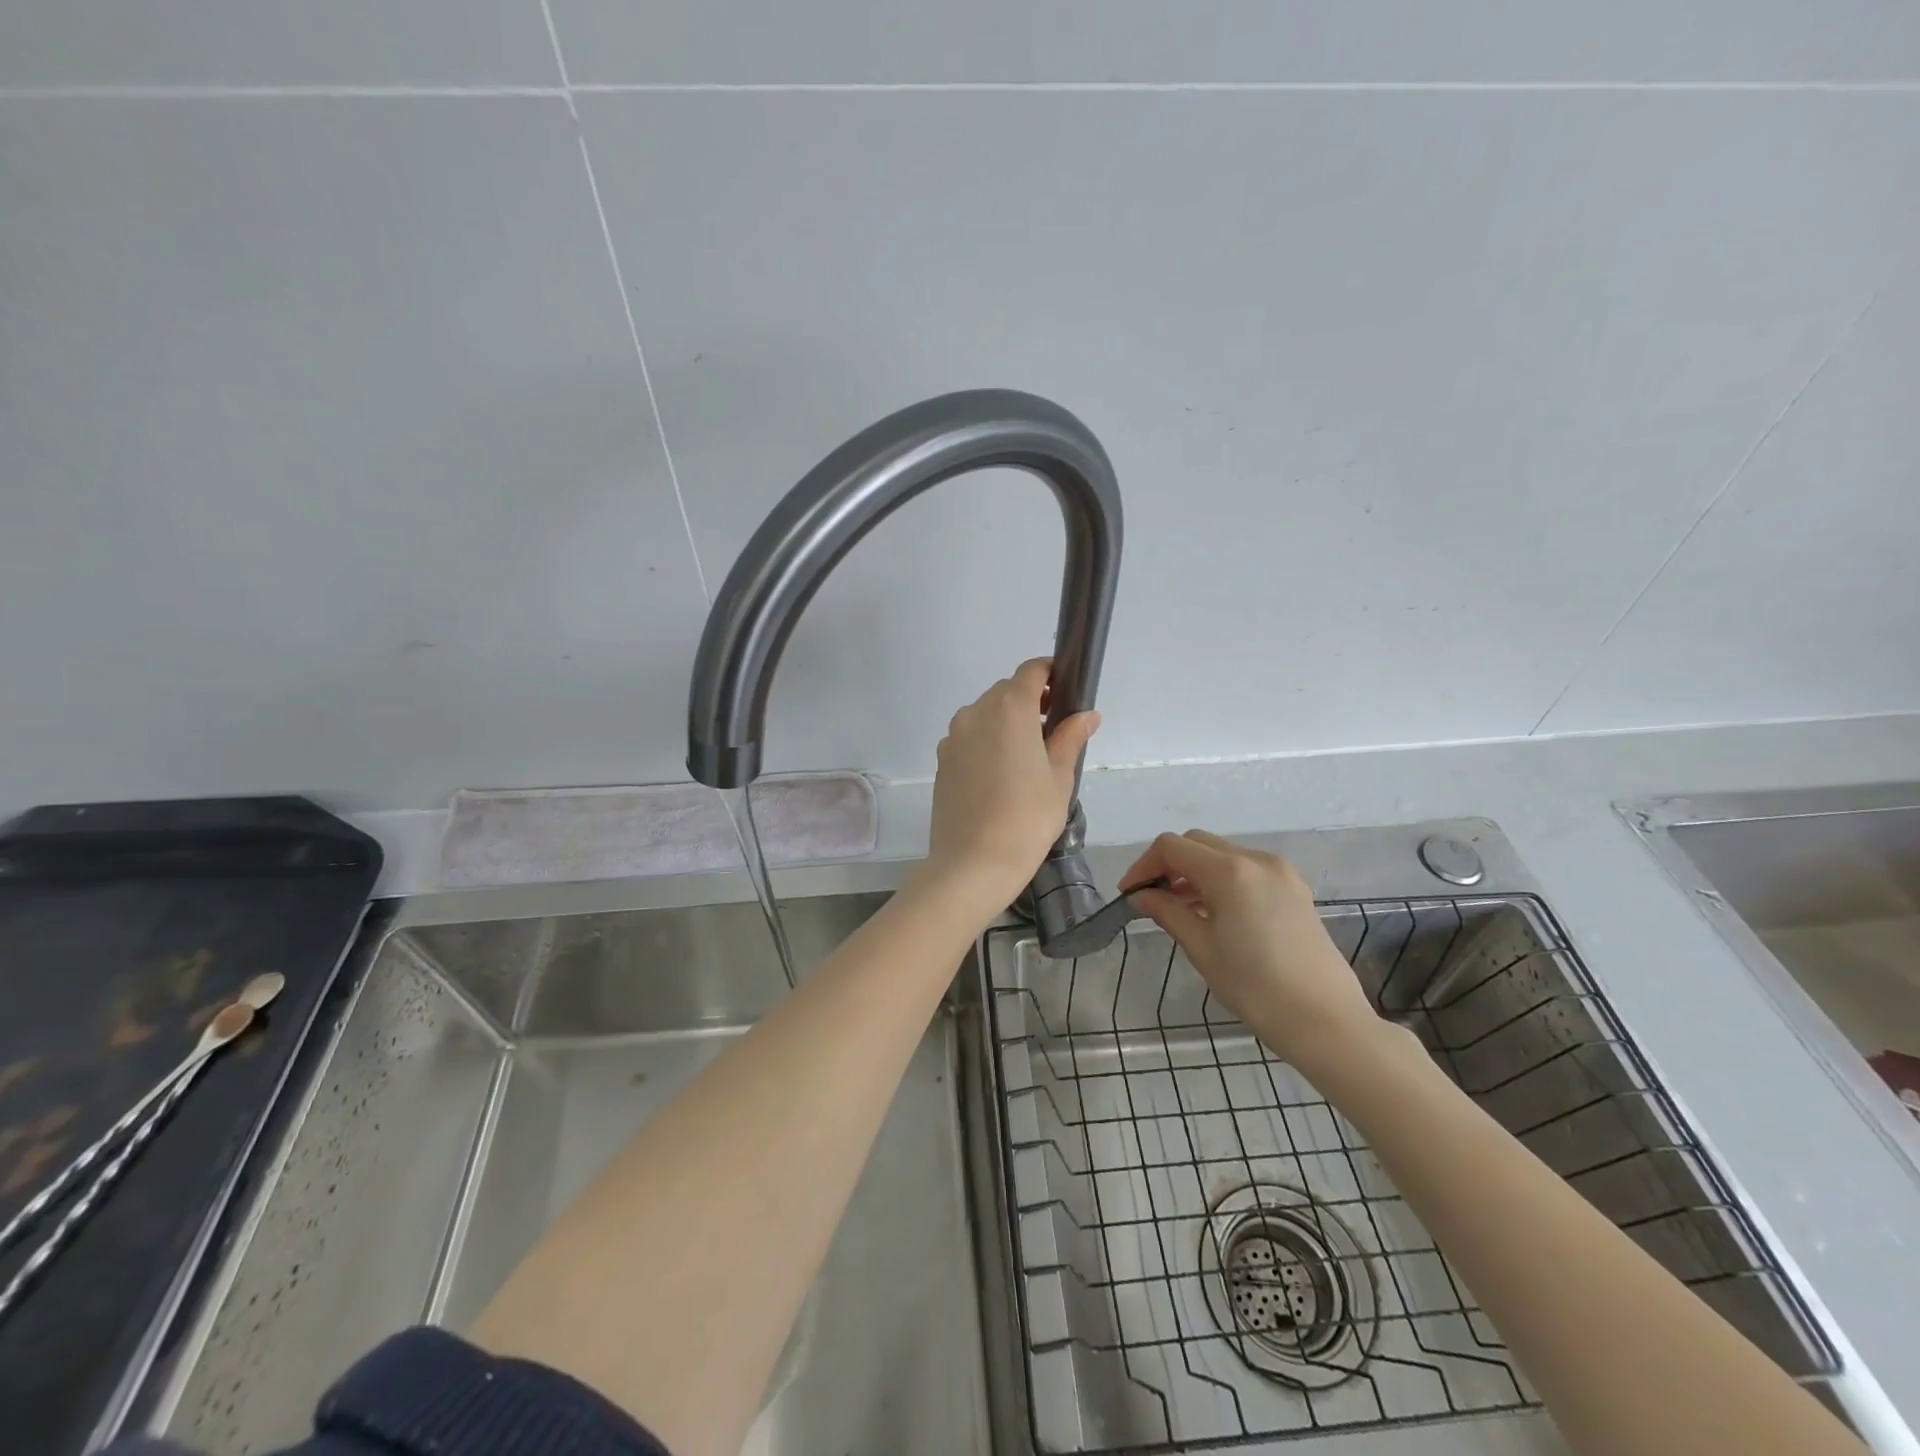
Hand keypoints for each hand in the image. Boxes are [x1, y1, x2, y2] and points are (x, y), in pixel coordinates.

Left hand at [923, 658, 1099, 905]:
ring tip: (1027, 761)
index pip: (1031, 671)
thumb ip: (1071, 737)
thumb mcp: (1060, 777)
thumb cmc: (1028, 818)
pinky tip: (1000, 778)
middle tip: (1053, 734)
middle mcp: (976, 712)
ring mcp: (953, 736)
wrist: (973, 863)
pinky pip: (969, 738)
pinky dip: (986, 743)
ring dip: (1007, 724)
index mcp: (1010, 708)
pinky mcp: (941, 760)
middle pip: (1007, 692)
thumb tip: (1087, 714)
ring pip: (985, 715)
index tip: (1066, 691)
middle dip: (1031, 703)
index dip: (1050, 674)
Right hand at [1121, 831, 1380, 1065]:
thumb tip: (1140, 896)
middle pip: (1197, 843)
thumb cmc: (1257, 988)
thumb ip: (1167, 912)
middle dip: (1168, 864)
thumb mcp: (1202, 949)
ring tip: (1177, 908)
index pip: (1172, 848)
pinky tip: (1212, 912)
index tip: (1129, 894)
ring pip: (1222, 854)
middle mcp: (1257, 860)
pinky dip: (1221, 880)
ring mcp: (1280, 872)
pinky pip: (1246, 869)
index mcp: (1231, 871)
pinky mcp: (1294, 889)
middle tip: (1150, 899)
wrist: (1327, 1022)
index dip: (1144, 865)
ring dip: (1194, 871)